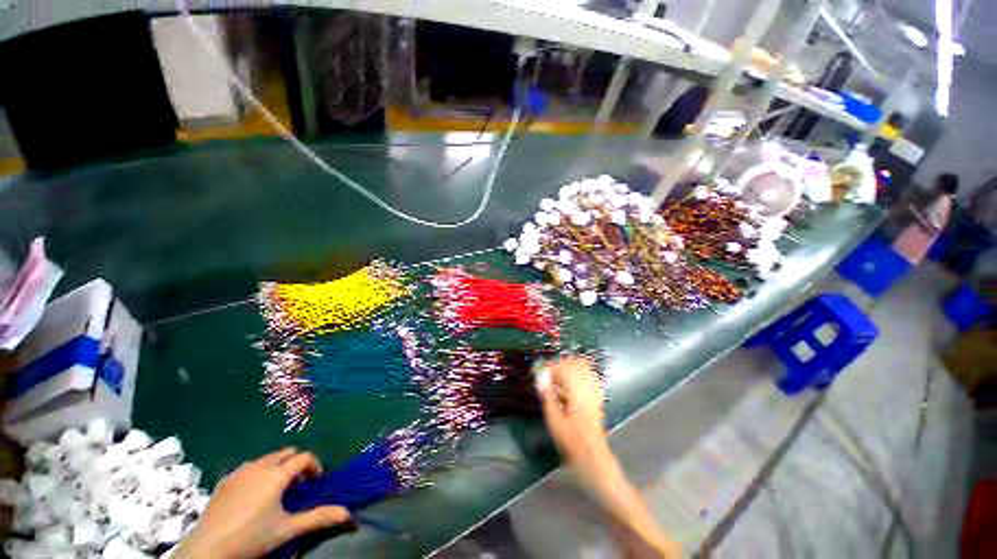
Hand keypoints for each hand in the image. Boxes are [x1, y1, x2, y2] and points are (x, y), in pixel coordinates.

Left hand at [173, 449, 350, 558]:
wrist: (207, 549)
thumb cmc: (251, 538)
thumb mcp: (287, 530)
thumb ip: (318, 518)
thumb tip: (348, 513)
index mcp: (276, 474)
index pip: (304, 457)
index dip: (314, 466)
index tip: (315, 482)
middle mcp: (260, 466)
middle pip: (286, 452)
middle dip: (297, 463)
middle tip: (298, 484)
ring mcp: (240, 471)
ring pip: (267, 458)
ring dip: (278, 466)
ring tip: (277, 488)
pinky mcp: (225, 480)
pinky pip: (250, 466)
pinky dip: (259, 471)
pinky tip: (254, 493)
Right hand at [536, 356, 608, 474]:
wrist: (593, 457)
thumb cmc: (571, 441)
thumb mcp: (554, 420)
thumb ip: (548, 395)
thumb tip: (542, 377)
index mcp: (576, 393)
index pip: (563, 369)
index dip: (551, 366)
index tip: (540, 370)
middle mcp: (588, 388)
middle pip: (575, 364)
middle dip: (560, 364)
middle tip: (547, 371)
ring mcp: (595, 392)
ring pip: (583, 368)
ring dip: (568, 367)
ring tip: (557, 373)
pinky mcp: (597, 397)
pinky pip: (589, 376)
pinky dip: (578, 373)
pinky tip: (571, 379)